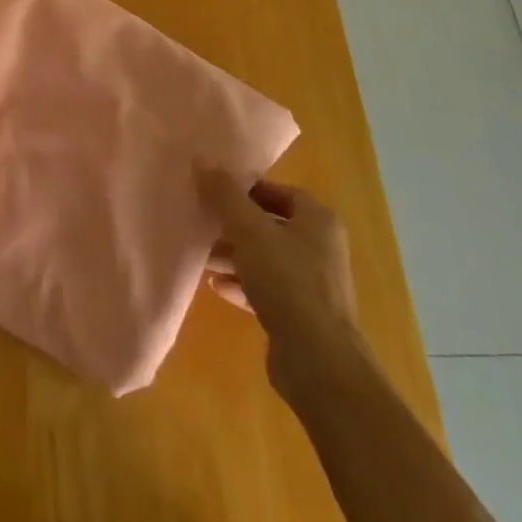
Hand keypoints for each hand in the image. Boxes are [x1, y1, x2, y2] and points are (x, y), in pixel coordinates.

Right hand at [199, 169, 358, 403]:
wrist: (318, 362)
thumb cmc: (287, 282)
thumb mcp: (249, 230)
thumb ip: (224, 195)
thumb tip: (201, 159)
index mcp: (317, 220)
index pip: (279, 191)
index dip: (246, 188)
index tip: (214, 191)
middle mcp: (320, 248)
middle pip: (269, 225)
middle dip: (234, 225)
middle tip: (202, 223)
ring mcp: (312, 284)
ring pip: (266, 259)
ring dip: (234, 256)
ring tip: (202, 257)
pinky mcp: (301, 316)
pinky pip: (266, 289)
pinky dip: (242, 284)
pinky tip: (215, 287)